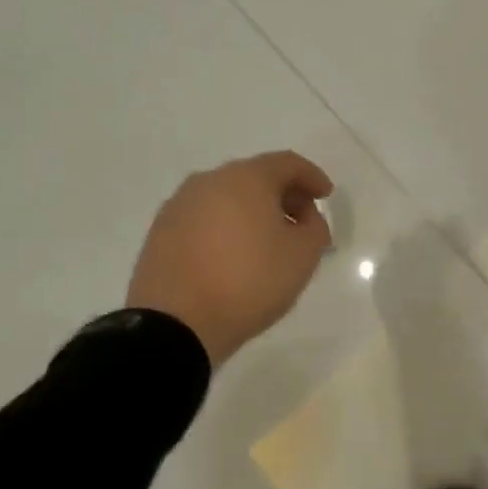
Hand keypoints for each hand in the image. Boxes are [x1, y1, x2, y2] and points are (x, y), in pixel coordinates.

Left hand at [127, 151, 333, 366]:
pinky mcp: (161, 231)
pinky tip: (233, 253)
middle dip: (283, 194)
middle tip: (301, 221)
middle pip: (255, 176)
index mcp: (246, 178)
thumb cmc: (248, 282)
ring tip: (267, 241)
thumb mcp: (302, 257)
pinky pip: (204, 217)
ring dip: (252, 210)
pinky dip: (225, 225)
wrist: (174, 325)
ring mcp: (180, 205)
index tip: (326, 196)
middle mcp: (209, 181)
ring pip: (227, 196)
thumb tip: (305, 218)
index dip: (312, 177)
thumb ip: (315, 228)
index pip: (287, 163)